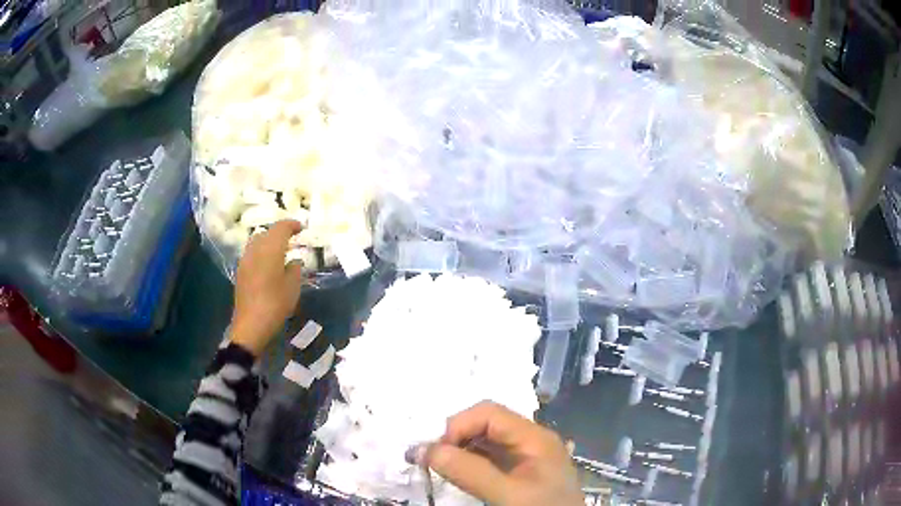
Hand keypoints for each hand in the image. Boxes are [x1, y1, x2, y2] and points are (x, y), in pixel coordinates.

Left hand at [229, 220, 304, 356]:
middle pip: (267, 232)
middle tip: (292, 238)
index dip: (292, 225)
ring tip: (280, 250)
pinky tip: (269, 263)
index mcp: (270, 249)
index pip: (280, 228)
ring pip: (257, 241)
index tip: (301, 228)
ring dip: (269, 241)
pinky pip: (252, 252)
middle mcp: (255, 249)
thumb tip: (294, 260)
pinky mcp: (241, 271)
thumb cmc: (275, 304)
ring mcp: (245, 260)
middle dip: (279, 232)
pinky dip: (262, 251)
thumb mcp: (293, 287)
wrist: (251, 324)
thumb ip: (295, 268)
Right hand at [420, 401, 582, 505]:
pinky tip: (457, 475)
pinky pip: (490, 459)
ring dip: (459, 450)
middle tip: (431, 460)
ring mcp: (527, 457)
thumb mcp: (508, 494)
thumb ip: (470, 472)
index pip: (489, 413)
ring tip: (439, 467)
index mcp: (535, 437)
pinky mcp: (521, 473)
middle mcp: (531, 441)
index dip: (457, 426)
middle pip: (487, 424)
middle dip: (456, 437)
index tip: (435, 452)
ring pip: (486, 442)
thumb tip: (425, 450)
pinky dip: (469, 463)